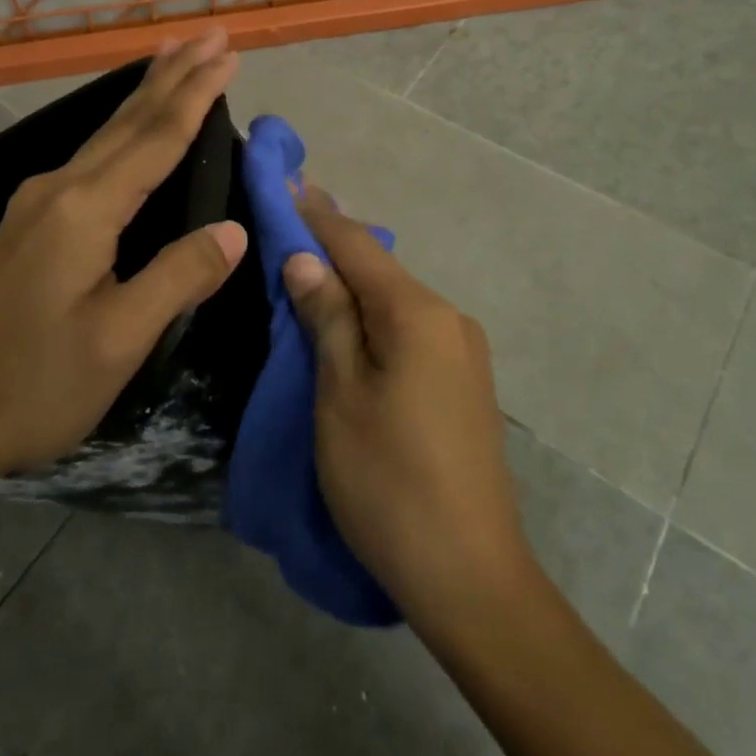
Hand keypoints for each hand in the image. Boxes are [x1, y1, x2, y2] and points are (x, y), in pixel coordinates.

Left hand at [0, 29, 246, 486]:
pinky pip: (92, 156)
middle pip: (127, 120)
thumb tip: (234, 230)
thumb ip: (179, 277)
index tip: (228, 54)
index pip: (155, 139)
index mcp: (84, 209)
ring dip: (147, 93)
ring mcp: (37, 203)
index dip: (196, 95)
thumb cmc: (33, 385)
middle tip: (211, 35)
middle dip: (174, 75)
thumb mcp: (120, 339)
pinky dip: (124, 127)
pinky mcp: (29, 223)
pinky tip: (128, 126)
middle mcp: (58, 189)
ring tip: (174, 56)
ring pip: (106, 133)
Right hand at [284, 189, 534, 626]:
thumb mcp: (341, 395)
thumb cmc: (389, 481)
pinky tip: (351, 330)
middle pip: (380, 270)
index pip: (357, 245)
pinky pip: (411, 332)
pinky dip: (375, 321)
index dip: (317, 214)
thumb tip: (306, 258)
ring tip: (308, 278)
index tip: (285, 181)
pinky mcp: (465, 383)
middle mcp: (450, 318)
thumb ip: (327, 318)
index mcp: (419, 313)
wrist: (470, 574)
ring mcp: (463, 352)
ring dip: (353, 288)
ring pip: (396, 302)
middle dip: (333, 250)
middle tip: (286, 230)